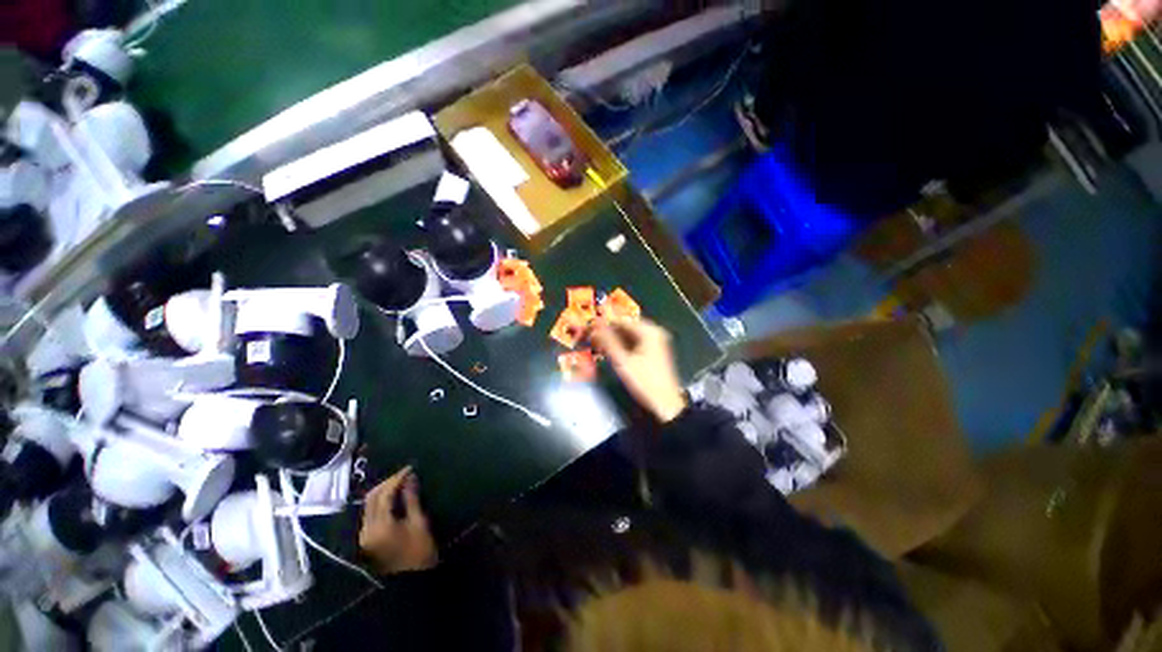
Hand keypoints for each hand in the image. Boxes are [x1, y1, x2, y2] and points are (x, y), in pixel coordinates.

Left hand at [358, 467, 437, 574]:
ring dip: (383, 491)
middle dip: (388, 482)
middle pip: (371, 498)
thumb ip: (412, 499)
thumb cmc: (419, 551)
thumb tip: (410, 477)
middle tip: (405, 474)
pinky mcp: (366, 538)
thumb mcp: (419, 522)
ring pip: (368, 504)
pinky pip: (370, 513)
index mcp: (380, 526)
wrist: (411, 580)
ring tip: (401, 483)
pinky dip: (380, 501)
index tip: (410, 469)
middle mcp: (367, 529)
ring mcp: (364, 535)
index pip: (384, 494)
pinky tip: (393, 497)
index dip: (397, 478)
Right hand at [591, 319, 687, 422]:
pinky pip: (636, 341)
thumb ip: (608, 342)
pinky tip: (613, 351)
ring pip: (630, 334)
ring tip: (599, 344)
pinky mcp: (655, 350)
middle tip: (593, 338)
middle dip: (610, 331)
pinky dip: (624, 344)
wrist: (666, 403)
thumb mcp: (623, 362)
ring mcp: (656, 341)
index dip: (605, 323)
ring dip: (616, 338)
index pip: (622, 320)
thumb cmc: (644, 381)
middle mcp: (654, 332)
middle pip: (627, 326)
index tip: (590, 328)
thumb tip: (594, 327)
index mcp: (649, 331)